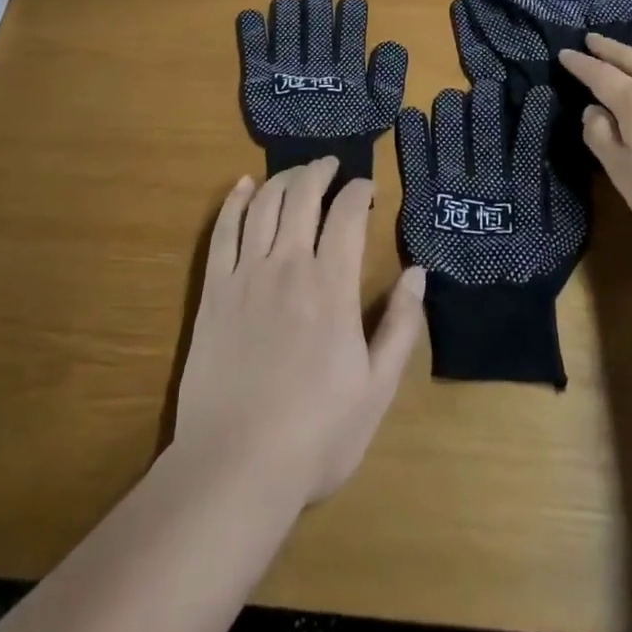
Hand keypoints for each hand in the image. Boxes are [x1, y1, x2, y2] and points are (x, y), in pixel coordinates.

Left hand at [173, 160, 424, 506]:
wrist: (236, 466)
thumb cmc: (316, 435)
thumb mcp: (376, 389)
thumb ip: (401, 326)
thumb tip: (418, 273)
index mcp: (331, 287)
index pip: (346, 215)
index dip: (358, 191)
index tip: (366, 188)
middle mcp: (288, 266)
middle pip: (302, 196)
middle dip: (319, 171)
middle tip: (331, 165)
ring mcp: (245, 275)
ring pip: (263, 205)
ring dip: (282, 179)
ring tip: (296, 173)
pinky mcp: (213, 291)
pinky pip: (222, 231)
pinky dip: (234, 202)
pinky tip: (242, 186)